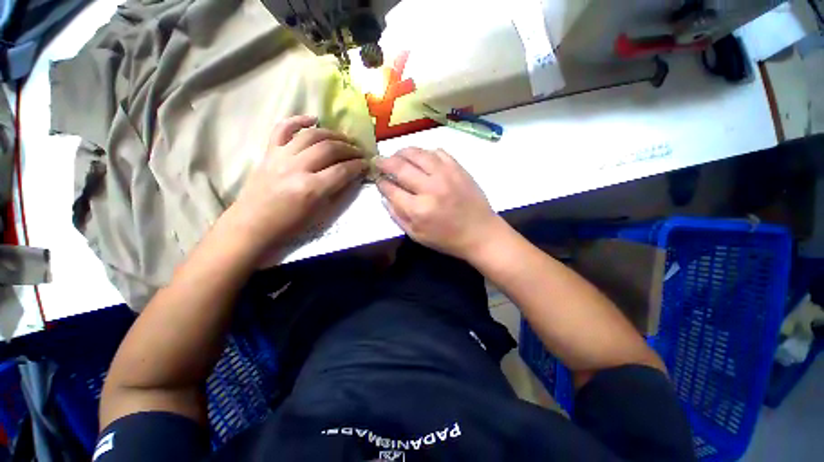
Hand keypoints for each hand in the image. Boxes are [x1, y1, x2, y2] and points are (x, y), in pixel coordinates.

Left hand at [231, 115, 367, 255]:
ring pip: (311, 135)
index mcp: (311, 189)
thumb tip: (352, 176)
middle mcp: (296, 168)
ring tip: (343, 138)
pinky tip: (313, 119)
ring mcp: (280, 157)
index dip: (358, 165)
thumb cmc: (291, 225)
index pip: (342, 170)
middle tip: (359, 151)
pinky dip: (298, 120)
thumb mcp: (321, 214)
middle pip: (329, 149)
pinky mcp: (269, 152)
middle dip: (349, 148)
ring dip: (332, 134)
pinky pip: (282, 128)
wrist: (254, 224)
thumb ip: (338, 192)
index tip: (367, 163)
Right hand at [376, 148, 502, 259]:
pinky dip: (425, 152)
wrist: (480, 232)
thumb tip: (384, 196)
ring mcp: (445, 175)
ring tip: (397, 155)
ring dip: (402, 152)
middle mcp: (430, 187)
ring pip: (417, 153)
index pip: (390, 189)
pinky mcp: (458, 168)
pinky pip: (437, 152)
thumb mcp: (417, 235)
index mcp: (418, 209)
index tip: (377, 179)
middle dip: (384, 162)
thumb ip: (397, 216)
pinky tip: (421, 158)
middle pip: (400, 166)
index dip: (380, 182)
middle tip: (378, 160)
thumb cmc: (447, 239)